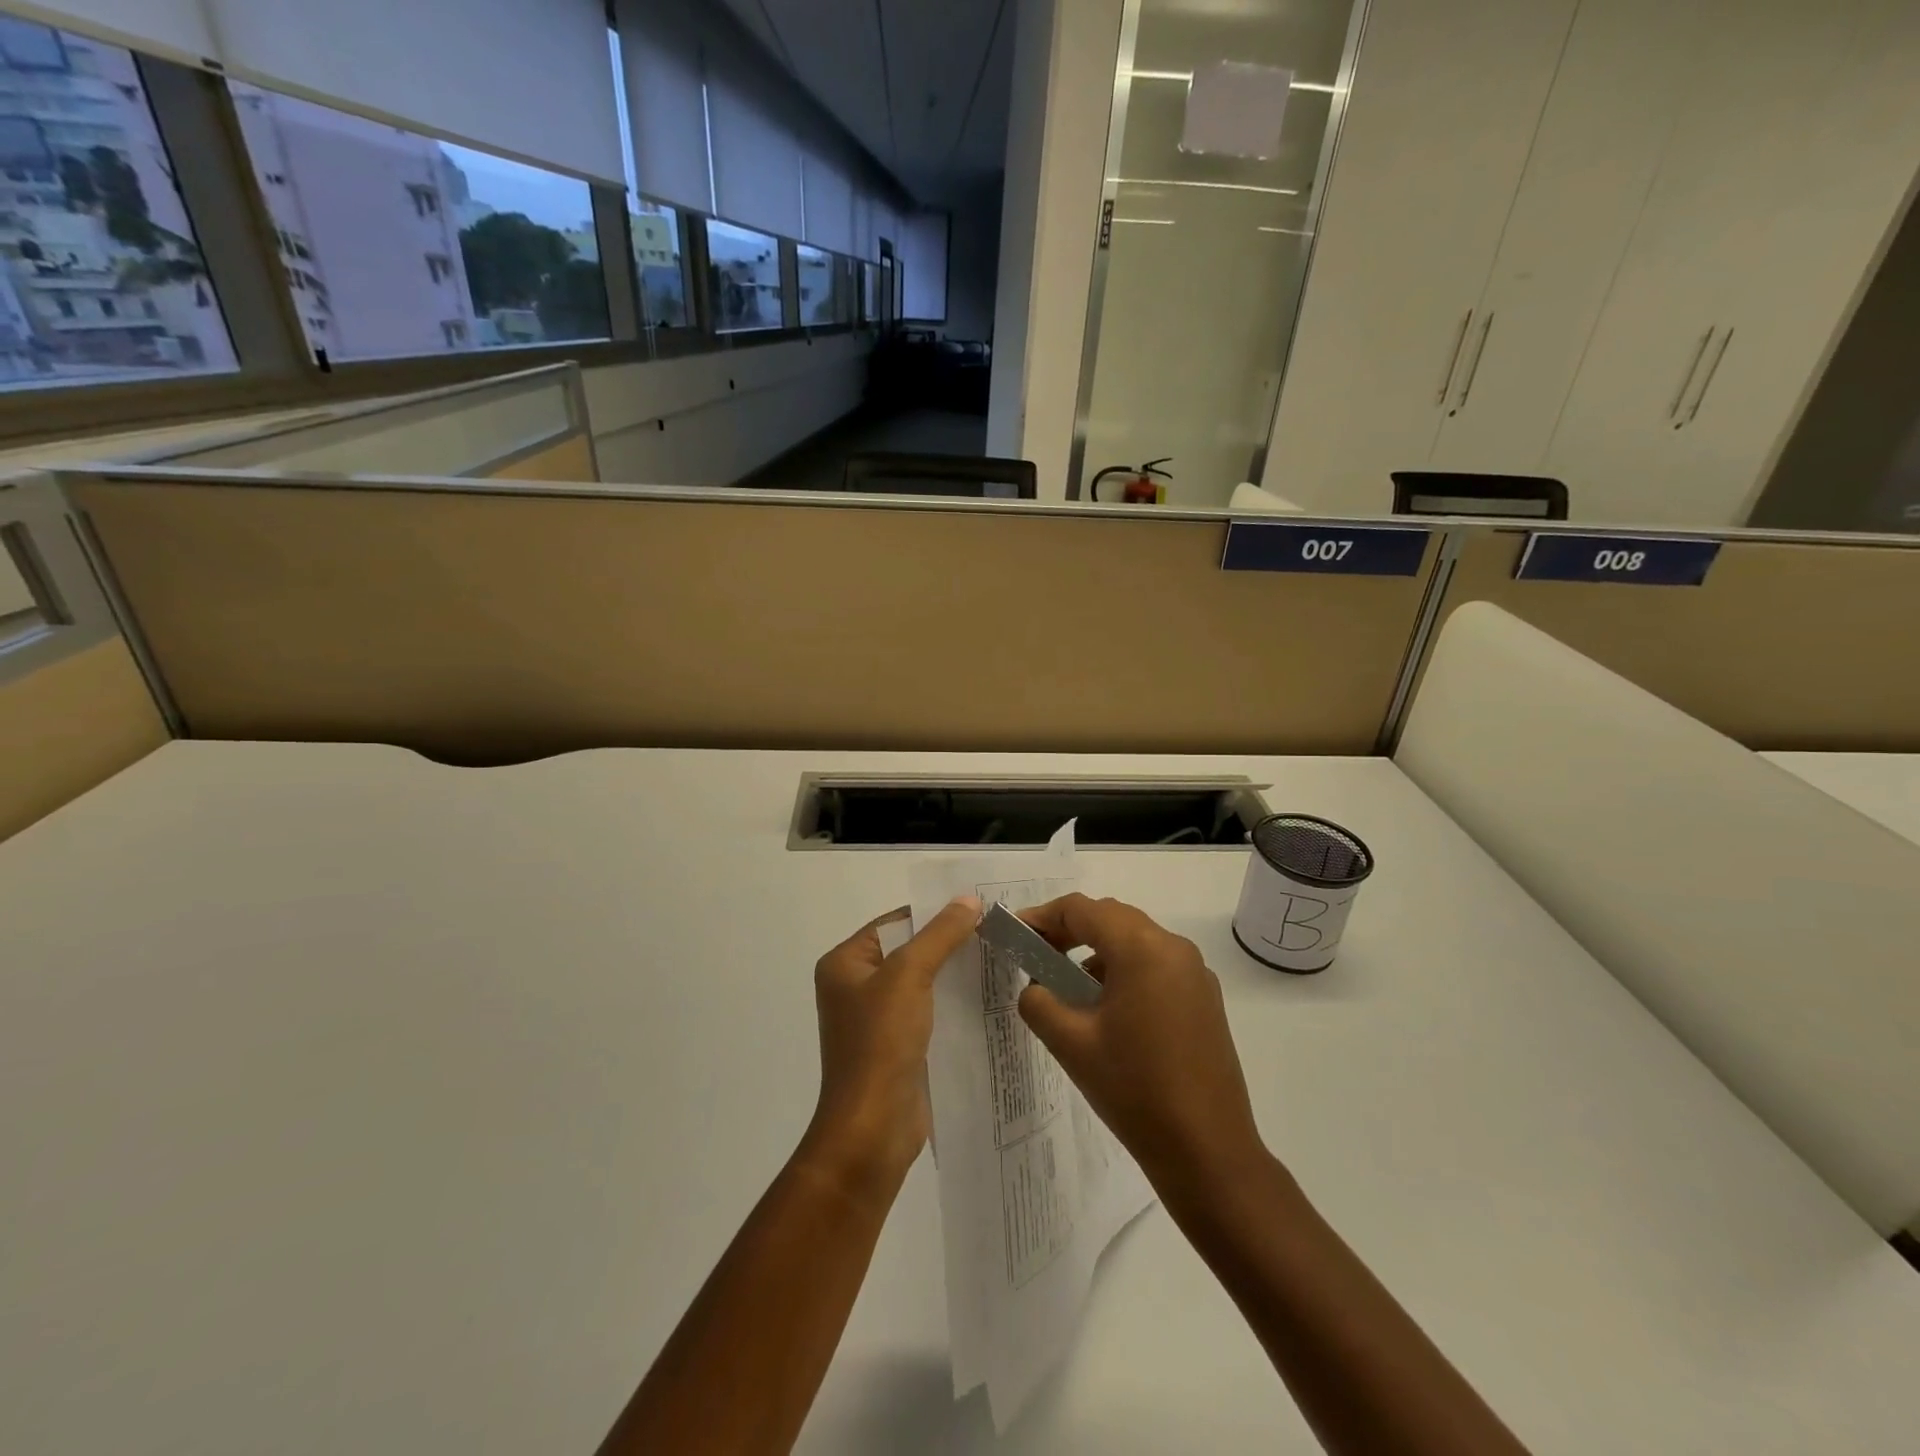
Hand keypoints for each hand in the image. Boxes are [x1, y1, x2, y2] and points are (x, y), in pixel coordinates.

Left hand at [802, 896, 981, 1198]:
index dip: (934, 913)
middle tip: (994, 932)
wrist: (872, 1129)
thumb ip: (940, 935)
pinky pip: (927, 1012)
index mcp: (844, 963)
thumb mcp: (909, 976)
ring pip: (921, 983)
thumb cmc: (880, 1043)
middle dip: (948, 943)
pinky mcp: (896, 1046)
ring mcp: (875, 1019)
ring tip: (997, 959)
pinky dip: (952, 1003)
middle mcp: (855, 986)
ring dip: (953, 974)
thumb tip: (968, 900)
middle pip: (908, 950)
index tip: (978, 908)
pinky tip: (986, 998)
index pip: (895, 922)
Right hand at [1017, 894, 1266, 1200]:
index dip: (1043, 916)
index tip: (1016, 934)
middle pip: (1111, 918)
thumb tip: (1035, 986)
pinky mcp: (1204, 998)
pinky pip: (1156, 964)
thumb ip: (1039, 1001)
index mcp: (1142, 949)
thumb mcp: (1071, 1044)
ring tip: (1067, 985)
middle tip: (1036, 954)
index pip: (1082, 910)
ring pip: (1135, 940)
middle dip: (1070, 930)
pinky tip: (1107, 1007)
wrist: (1207, 1151)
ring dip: (1097, 950)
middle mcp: (1174, 948)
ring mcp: (1195, 973)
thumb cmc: (1134, 1091)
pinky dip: (1124, 969)